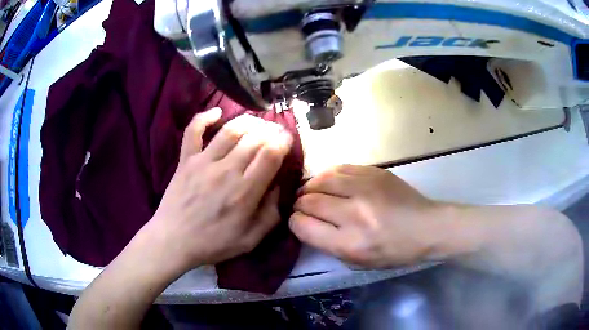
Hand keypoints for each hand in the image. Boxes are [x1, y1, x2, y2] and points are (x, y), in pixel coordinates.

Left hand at [147, 108, 292, 273]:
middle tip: (275, 132)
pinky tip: (217, 111)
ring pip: (230, 130)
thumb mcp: (250, 240)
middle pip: (254, 139)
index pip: (270, 155)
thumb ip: (270, 214)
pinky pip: (193, 131)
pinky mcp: (186, 159)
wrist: (173, 241)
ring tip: (257, 123)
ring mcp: (203, 162)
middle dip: (270, 130)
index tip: (287, 139)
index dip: (283, 141)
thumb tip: (278, 186)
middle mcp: (226, 171)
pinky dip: (204, 117)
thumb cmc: (212, 243)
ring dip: (248, 122)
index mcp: (245, 192)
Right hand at [290, 165, 447, 267]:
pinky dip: (327, 176)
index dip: (295, 222)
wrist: (427, 226)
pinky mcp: (374, 172)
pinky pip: (339, 168)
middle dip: (299, 204)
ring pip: (320, 179)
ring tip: (311, 192)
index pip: (303, 225)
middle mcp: (354, 213)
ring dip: (310, 187)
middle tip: (302, 207)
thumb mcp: (358, 261)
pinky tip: (329, 182)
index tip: (298, 221)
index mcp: (350, 242)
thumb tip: (306, 222)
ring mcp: (365, 188)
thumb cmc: (394, 251)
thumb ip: (328, 244)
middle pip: (308, 200)